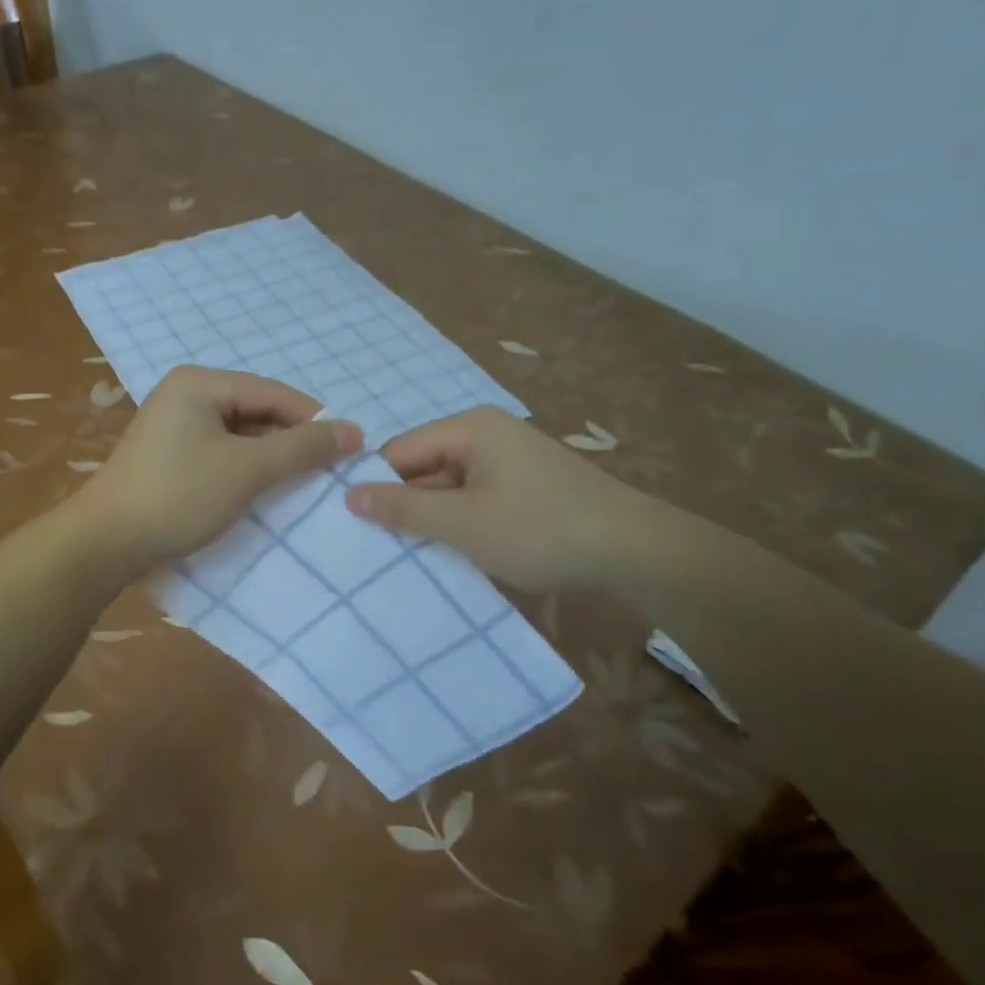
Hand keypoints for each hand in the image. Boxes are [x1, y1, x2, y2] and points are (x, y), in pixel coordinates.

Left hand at [76, 366, 361, 569]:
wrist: (105, 542)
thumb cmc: (179, 496)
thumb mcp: (247, 470)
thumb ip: (301, 448)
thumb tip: (354, 432)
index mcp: (199, 382)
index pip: (272, 392)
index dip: (314, 419)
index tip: (350, 449)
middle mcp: (184, 394)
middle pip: (255, 410)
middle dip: (291, 440)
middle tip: (328, 472)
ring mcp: (173, 425)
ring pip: (238, 434)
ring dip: (269, 458)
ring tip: (302, 485)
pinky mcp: (168, 455)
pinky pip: (219, 452)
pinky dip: (244, 469)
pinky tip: (263, 491)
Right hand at [344, 406, 657, 591]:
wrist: (637, 552)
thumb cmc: (540, 529)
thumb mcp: (462, 523)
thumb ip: (402, 508)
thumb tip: (347, 494)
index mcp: (469, 428)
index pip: (399, 451)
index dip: (377, 486)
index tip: (359, 527)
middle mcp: (487, 433)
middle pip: (423, 466)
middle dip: (406, 505)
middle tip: (381, 548)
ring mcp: (510, 458)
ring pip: (450, 486)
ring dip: (435, 518)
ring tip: (413, 556)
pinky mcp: (527, 485)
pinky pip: (476, 497)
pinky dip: (463, 522)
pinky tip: (457, 551)